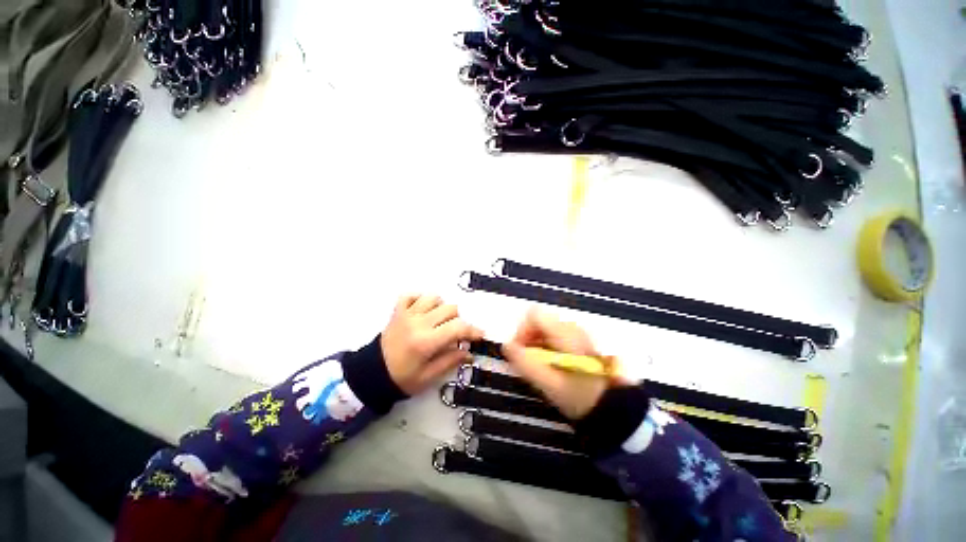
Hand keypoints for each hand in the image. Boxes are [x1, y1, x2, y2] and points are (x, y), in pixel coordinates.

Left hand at [381, 295, 483, 395]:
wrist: (372, 374)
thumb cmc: (402, 379)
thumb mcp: (428, 377)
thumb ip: (450, 361)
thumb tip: (469, 352)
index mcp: (426, 342)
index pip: (457, 328)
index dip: (472, 330)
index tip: (480, 335)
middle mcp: (418, 323)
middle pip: (450, 309)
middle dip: (458, 321)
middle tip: (454, 334)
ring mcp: (407, 314)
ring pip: (434, 298)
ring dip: (441, 308)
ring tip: (439, 321)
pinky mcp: (398, 311)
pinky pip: (411, 295)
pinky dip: (420, 299)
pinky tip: (423, 311)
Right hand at [501, 309, 608, 419]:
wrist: (614, 408)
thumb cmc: (580, 396)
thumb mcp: (549, 383)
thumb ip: (525, 363)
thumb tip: (506, 346)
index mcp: (565, 332)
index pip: (534, 315)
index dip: (521, 331)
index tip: (520, 352)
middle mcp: (571, 327)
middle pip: (539, 322)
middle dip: (527, 340)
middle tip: (528, 363)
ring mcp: (576, 334)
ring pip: (545, 330)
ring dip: (536, 345)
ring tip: (539, 368)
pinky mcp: (579, 343)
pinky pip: (554, 337)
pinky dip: (546, 349)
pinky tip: (551, 367)